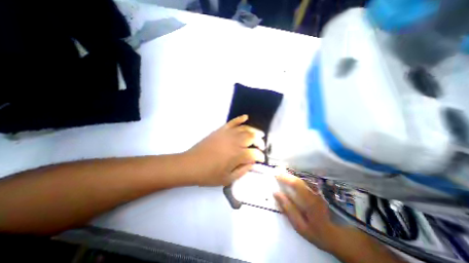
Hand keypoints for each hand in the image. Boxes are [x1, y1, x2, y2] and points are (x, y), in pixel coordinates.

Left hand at [187, 115, 267, 186]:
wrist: (191, 165)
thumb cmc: (209, 175)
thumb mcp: (228, 179)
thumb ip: (243, 171)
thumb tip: (252, 163)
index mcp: (237, 155)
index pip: (254, 153)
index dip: (260, 156)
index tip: (261, 159)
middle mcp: (234, 142)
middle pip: (252, 137)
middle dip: (260, 142)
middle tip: (261, 146)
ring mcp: (227, 134)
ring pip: (245, 129)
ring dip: (254, 131)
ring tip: (259, 134)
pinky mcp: (220, 130)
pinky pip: (232, 122)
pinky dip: (240, 119)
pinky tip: (246, 117)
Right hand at [276, 174, 341, 251]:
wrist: (340, 236)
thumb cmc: (318, 233)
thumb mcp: (300, 226)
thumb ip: (288, 209)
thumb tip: (276, 193)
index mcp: (309, 201)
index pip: (295, 184)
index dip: (284, 178)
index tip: (275, 175)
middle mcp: (314, 193)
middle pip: (298, 179)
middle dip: (285, 175)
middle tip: (276, 174)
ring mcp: (317, 191)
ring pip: (301, 179)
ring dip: (290, 176)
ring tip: (281, 176)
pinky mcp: (318, 191)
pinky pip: (304, 182)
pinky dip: (295, 180)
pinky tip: (290, 182)